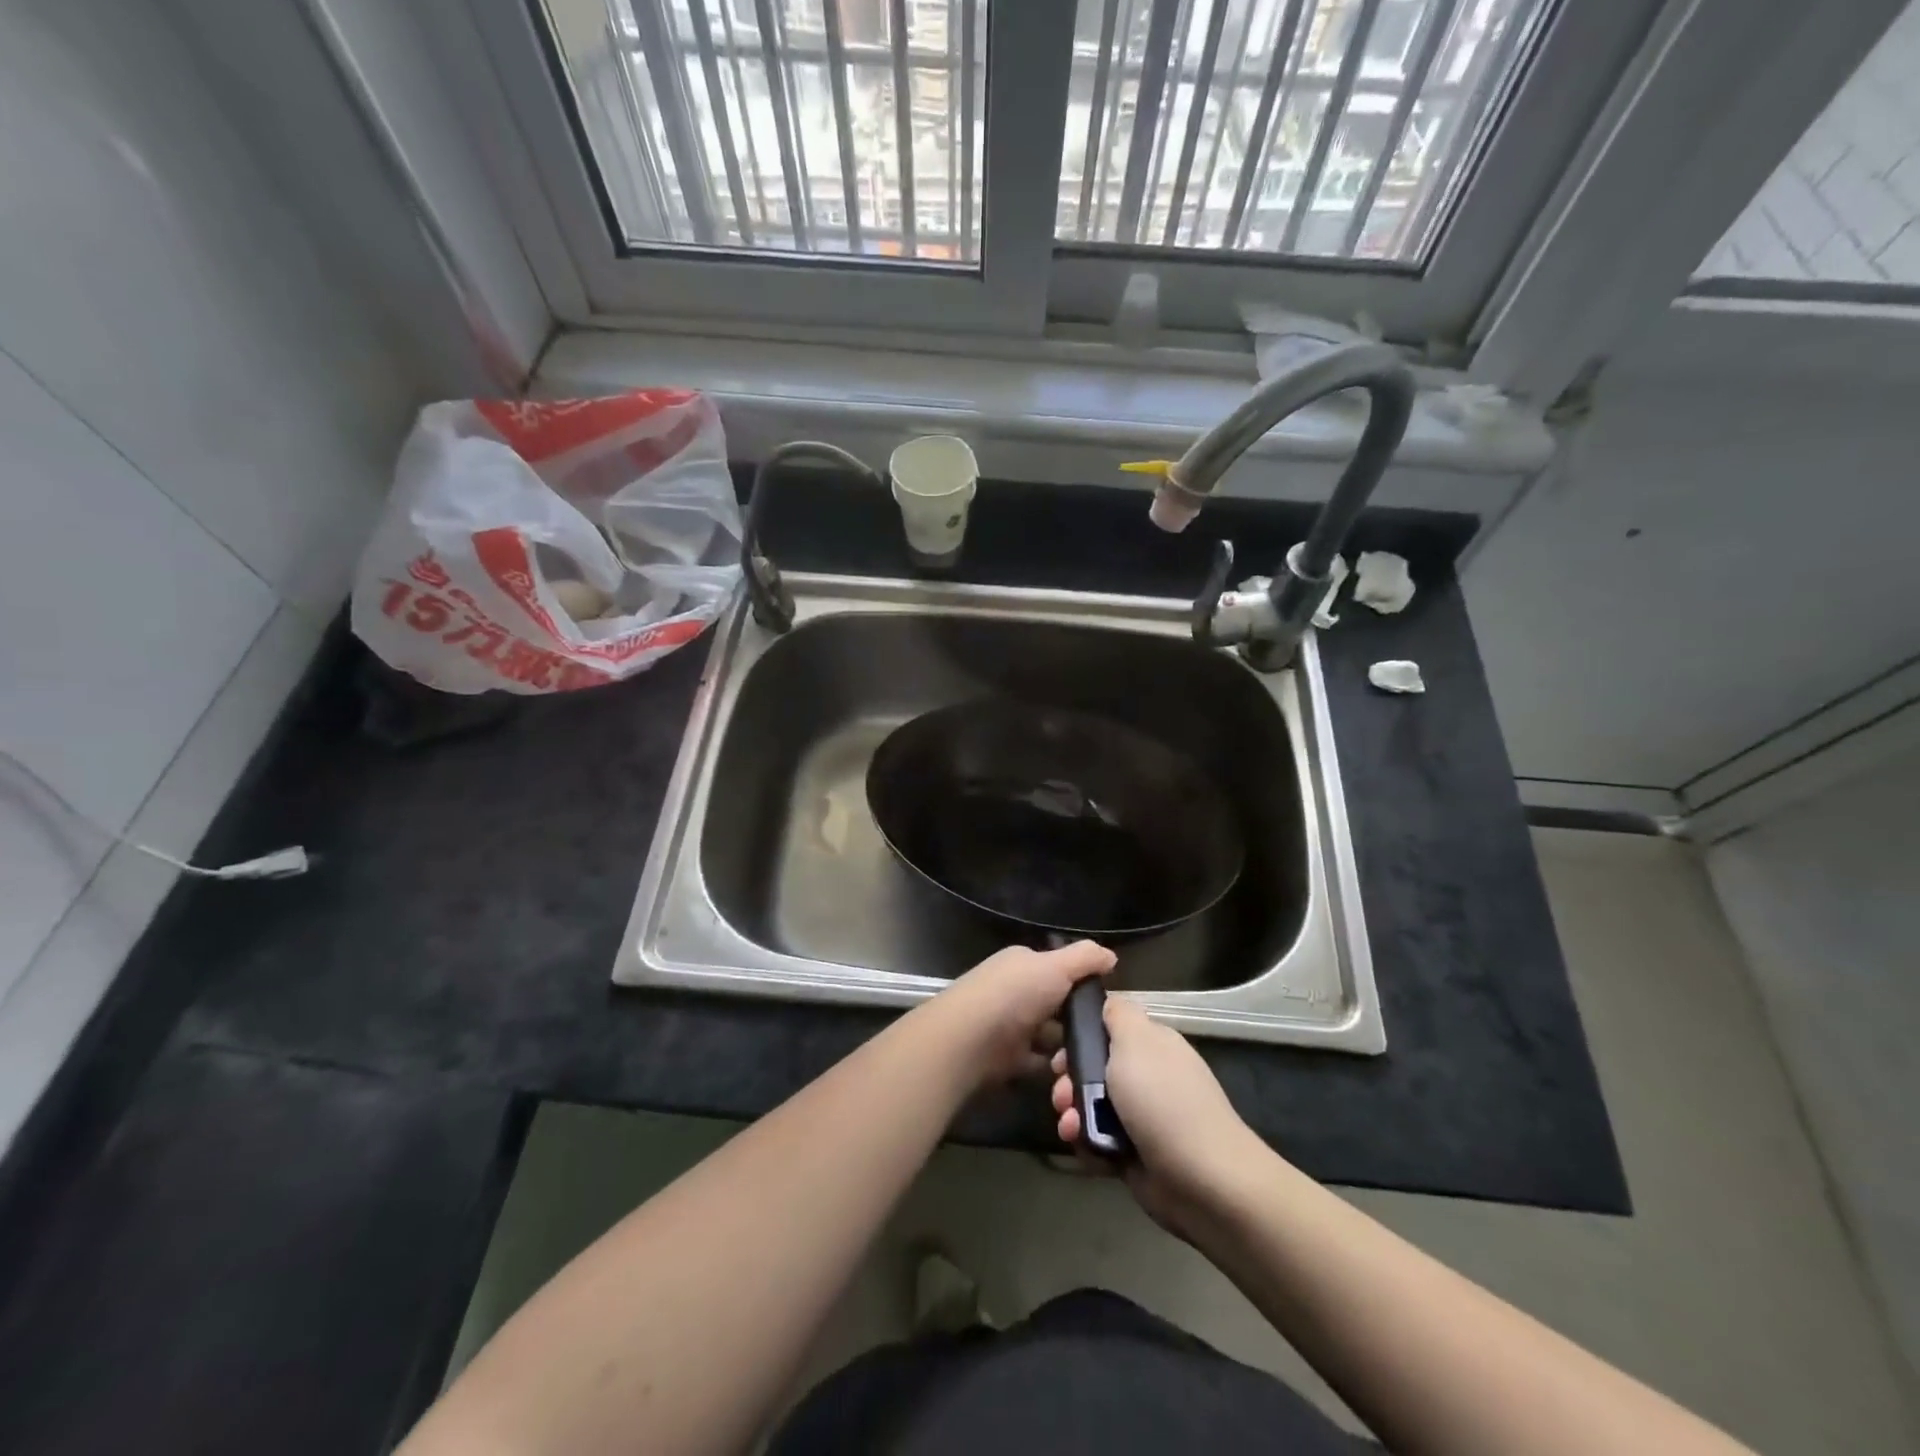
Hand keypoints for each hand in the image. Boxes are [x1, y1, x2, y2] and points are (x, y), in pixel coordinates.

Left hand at [934, 941, 1116, 1086]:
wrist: (969, 1040)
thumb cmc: (1014, 994)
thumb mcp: (1055, 966)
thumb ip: (1085, 958)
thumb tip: (1111, 956)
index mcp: (1022, 964)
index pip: (1057, 969)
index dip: (1082, 984)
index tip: (1107, 1004)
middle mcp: (1015, 991)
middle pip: (1056, 1005)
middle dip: (1078, 1022)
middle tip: (1103, 1038)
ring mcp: (1009, 1025)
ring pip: (1050, 1036)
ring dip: (1068, 1049)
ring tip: (1091, 1061)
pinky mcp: (1006, 1058)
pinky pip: (1038, 1062)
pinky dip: (1053, 1070)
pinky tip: (1072, 1075)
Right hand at [1050, 996, 1265, 1238]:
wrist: (1202, 1178)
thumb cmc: (1163, 1099)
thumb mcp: (1136, 1040)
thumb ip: (1118, 1014)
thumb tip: (1108, 1002)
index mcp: (1151, 1044)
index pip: (1108, 1029)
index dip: (1080, 1038)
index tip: (1061, 1051)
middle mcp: (1147, 1076)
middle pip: (1094, 1069)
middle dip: (1070, 1081)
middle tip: (1061, 1094)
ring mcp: (1141, 1117)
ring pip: (1091, 1106)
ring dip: (1073, 1114)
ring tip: (1070, 1126)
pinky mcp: (1135, 1154)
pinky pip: (1099, 1141)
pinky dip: (1087, 1144)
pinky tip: (1084, 1146)